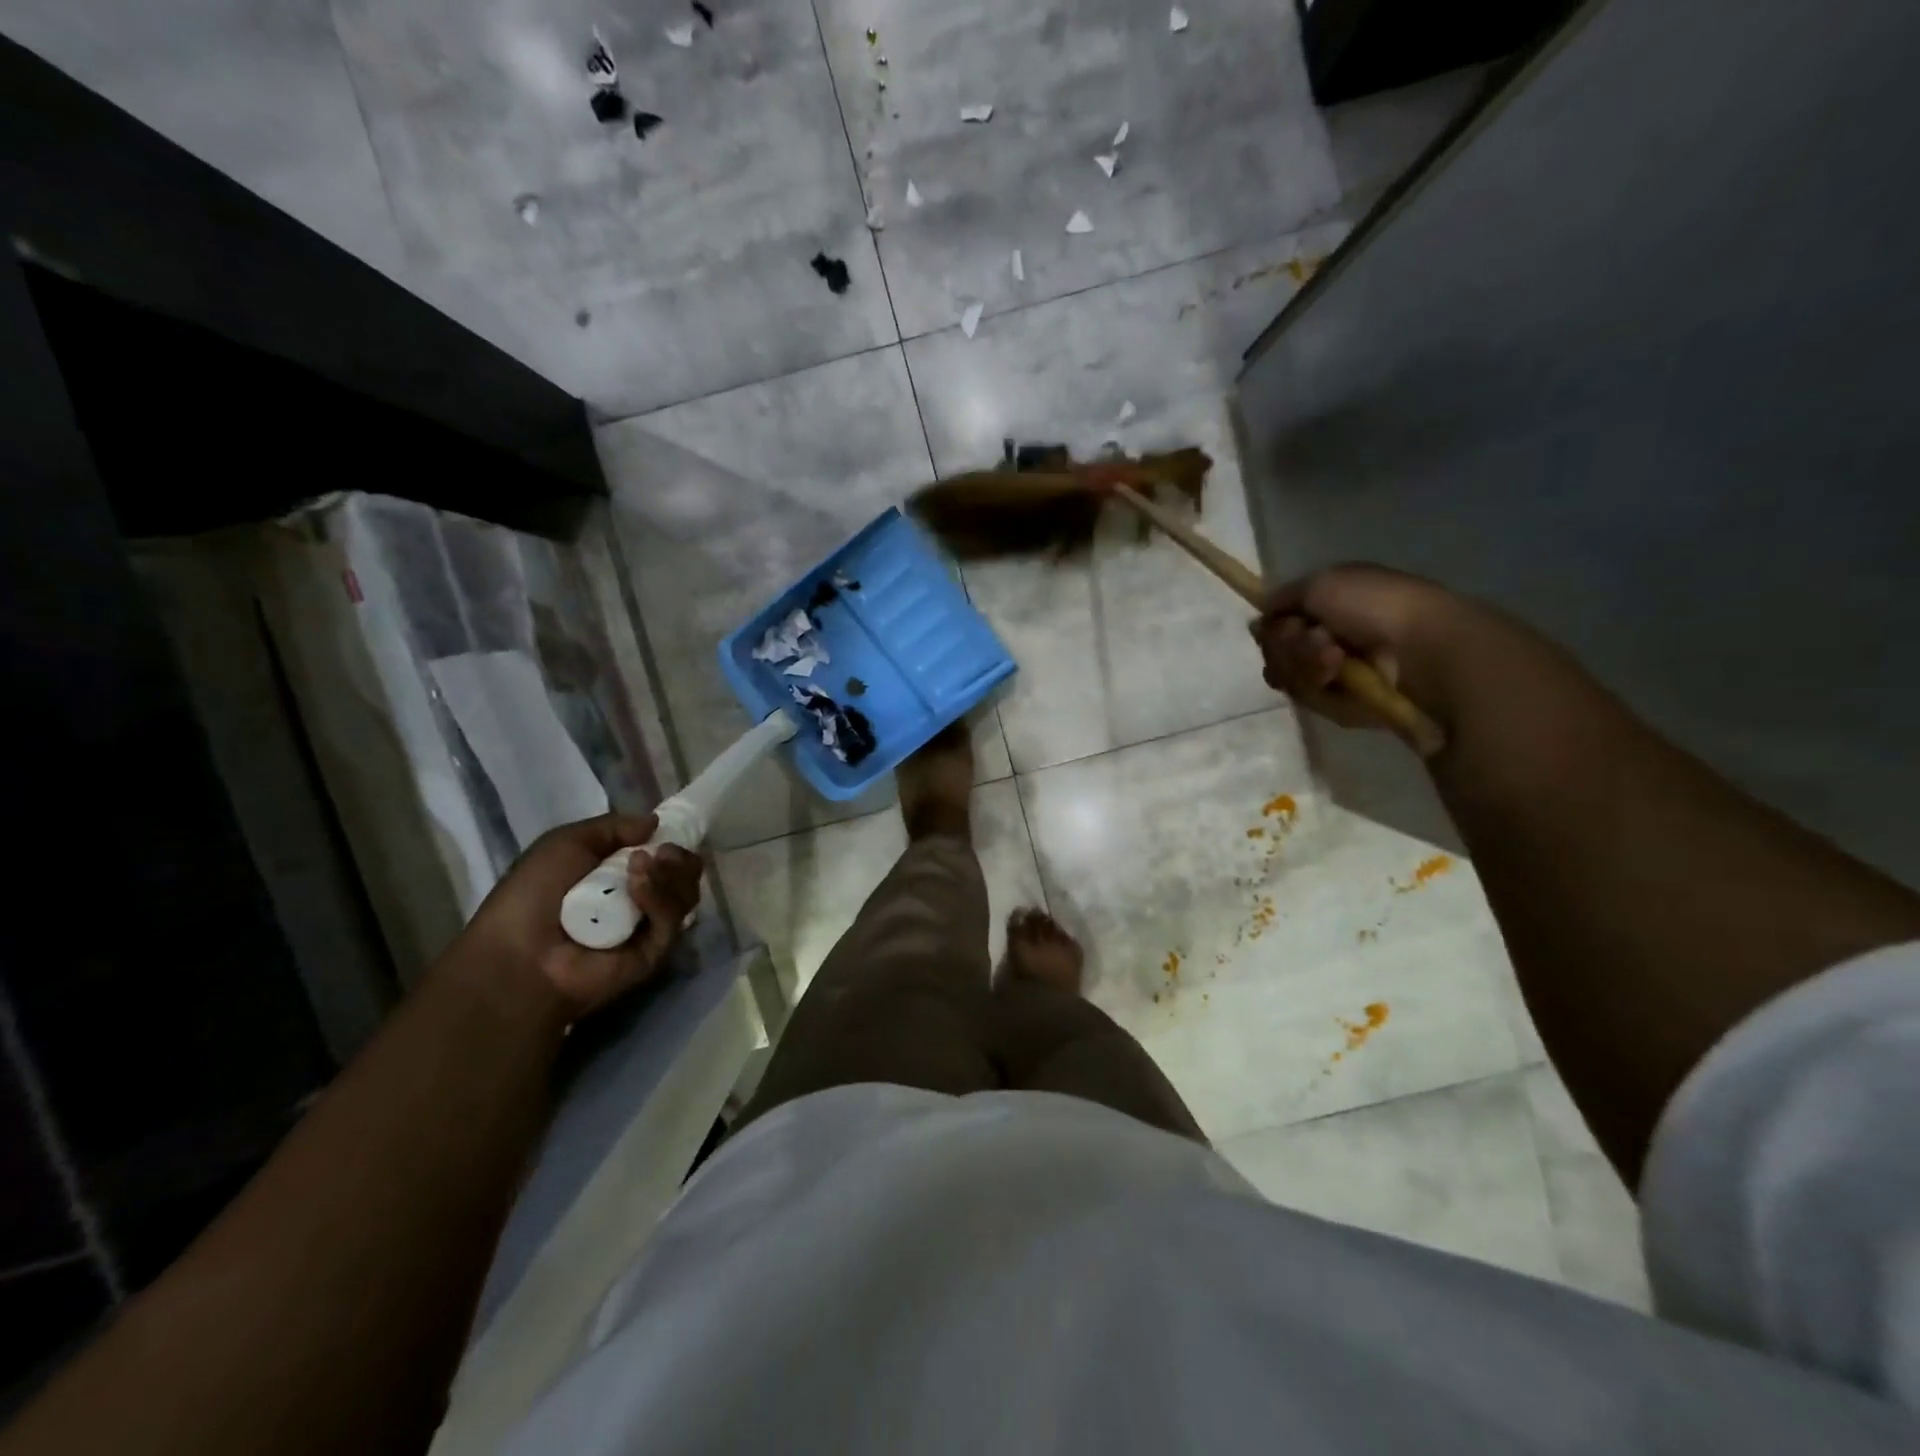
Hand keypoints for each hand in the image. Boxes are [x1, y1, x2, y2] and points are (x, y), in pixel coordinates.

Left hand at [454, 812, 704, 1018]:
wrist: (518, 953)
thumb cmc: (533, 893)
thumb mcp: (567, 842)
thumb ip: (614, 827)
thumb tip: (656, 822)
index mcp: (621, 875)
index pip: (666, 857)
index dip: (674, 841)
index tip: (671, 830)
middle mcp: (642, 900)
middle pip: (685, 875)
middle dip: (680, 858)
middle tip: (662, 852)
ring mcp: (650, 928)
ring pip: (685, 894)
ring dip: (669, 873)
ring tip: (640, 866)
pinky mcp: (654, 953)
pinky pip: (670, 919)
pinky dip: (658, 897)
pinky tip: (636, 887)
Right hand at [1250, 563, 1468, 732]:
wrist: (1421, 650)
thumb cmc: (1376, 606)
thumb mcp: (1321, 583)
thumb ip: (1281, 598)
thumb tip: (1260, 622)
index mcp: (1328, 606)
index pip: (1277, 624)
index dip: (1274, 628)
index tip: (1288, 625)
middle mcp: (1328, 638)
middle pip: (1278, 652)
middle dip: (1290, 647)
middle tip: (1319, 641)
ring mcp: (1335, 673)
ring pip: (1289, 677)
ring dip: (1306, 666)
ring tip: (1336, 661)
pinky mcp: (1342, 704)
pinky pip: (1309, 699)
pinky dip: (1320, 688)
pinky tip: (1340, 680)